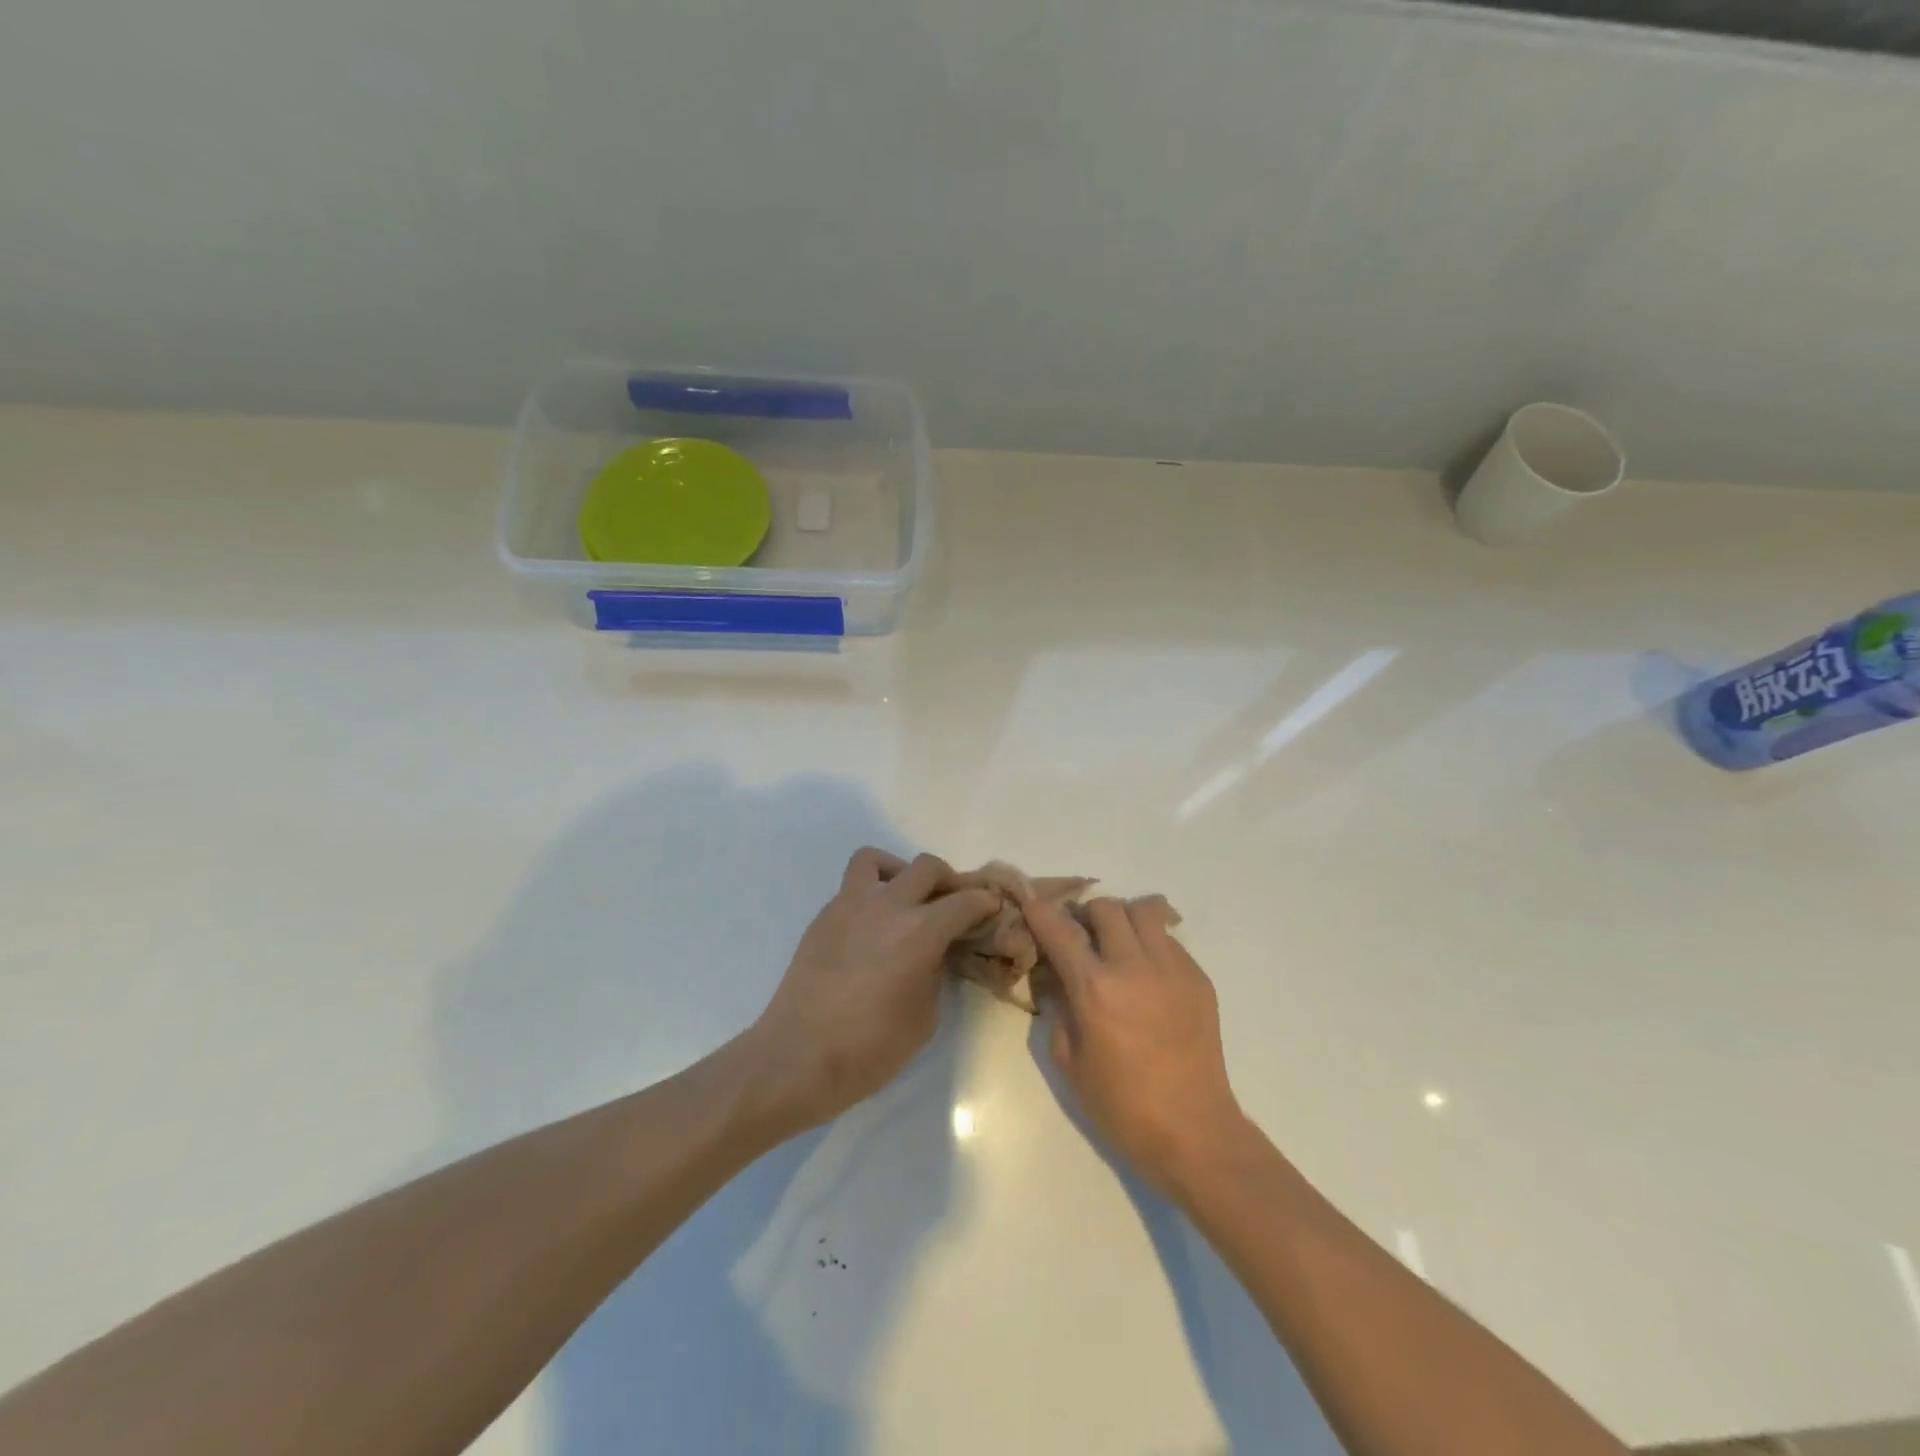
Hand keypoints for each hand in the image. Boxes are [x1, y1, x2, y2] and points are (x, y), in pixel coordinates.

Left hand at [743, 849, 999, 1135]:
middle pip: (926, 867)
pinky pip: (852, 889)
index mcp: (921, 931)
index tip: (991, 909)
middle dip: (948, 881)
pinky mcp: (823, 918)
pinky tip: (873, 928)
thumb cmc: (870, 1049)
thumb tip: (935, 952)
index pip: (965, 901)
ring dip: (899, 871)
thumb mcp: (925, 1016)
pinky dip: (869, 895)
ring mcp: (849, 906)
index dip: (984, 902)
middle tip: (953, 904)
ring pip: (876, 860)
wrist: (798, 1058)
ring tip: (905, 898)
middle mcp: (887, 906)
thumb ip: (936, 972)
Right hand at [1027, 895, 1248, 1197]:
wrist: (1193, 1130)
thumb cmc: (1121, 1105)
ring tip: (1118, 946)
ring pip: (1144, 910)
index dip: (1040, 911)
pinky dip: (1151, 944)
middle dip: (1085, 916)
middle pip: (1105, 908)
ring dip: (1123, 920)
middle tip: (1081, 938)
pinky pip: (1169, 940)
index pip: (1060, 930)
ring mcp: (1172, 968)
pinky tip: (1147, 976)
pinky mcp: (1198, 978)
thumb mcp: (1068, 1060)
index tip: (1032, 904)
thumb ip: (1058, 1007)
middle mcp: (1134, 966)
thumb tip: (1056, 975)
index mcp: (1095, 988)